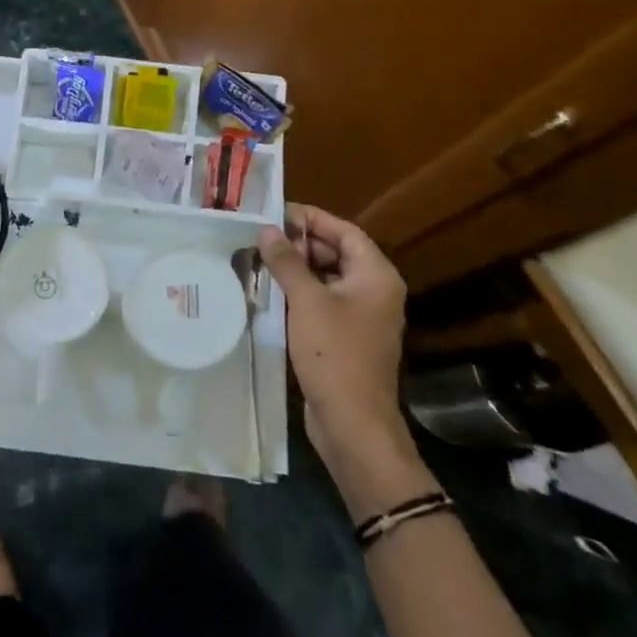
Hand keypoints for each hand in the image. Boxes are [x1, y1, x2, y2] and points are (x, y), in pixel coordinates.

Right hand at [258, 205, 425, 496]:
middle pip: (337, 252)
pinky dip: (301, 292)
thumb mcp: (306, 301)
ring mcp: (363, 316)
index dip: (312, 218)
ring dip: (298, 267)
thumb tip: (267, 229)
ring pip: (328, 277)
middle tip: (263, 235)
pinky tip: (271, 291)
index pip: (344, 231)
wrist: (353, 425)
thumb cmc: (334, 354)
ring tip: (261, 258)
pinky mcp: (348, 337)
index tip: (277, 211)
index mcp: (376, 275)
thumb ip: (287, 261)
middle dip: (301, 242)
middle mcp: (375, 290)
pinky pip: (324, 301)